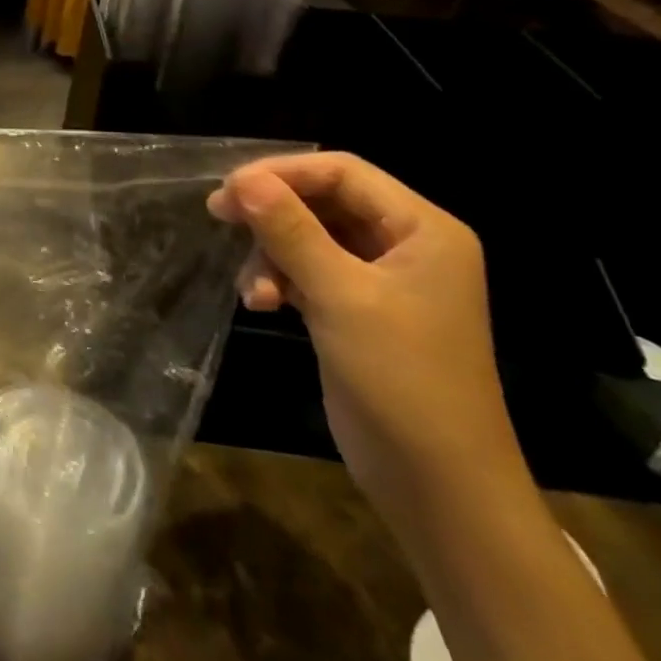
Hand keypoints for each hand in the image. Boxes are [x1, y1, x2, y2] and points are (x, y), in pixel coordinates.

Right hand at [208, 153, 526, 518]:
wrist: (439, 487)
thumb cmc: (402, 380)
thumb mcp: (340, 296)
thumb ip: (290, 230)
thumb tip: (242, 179)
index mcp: (423, 230)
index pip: (343, 172)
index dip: (282, 173)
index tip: (228, 192)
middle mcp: (406, 245)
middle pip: (323, 201)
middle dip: (272, 214)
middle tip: (221, 219)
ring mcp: (382, 280)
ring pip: (309, 236)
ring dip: (272, 255)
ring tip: (253, 293)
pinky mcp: (359, 310)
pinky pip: (309, 270)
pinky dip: (281, 280)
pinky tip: (261, 303)